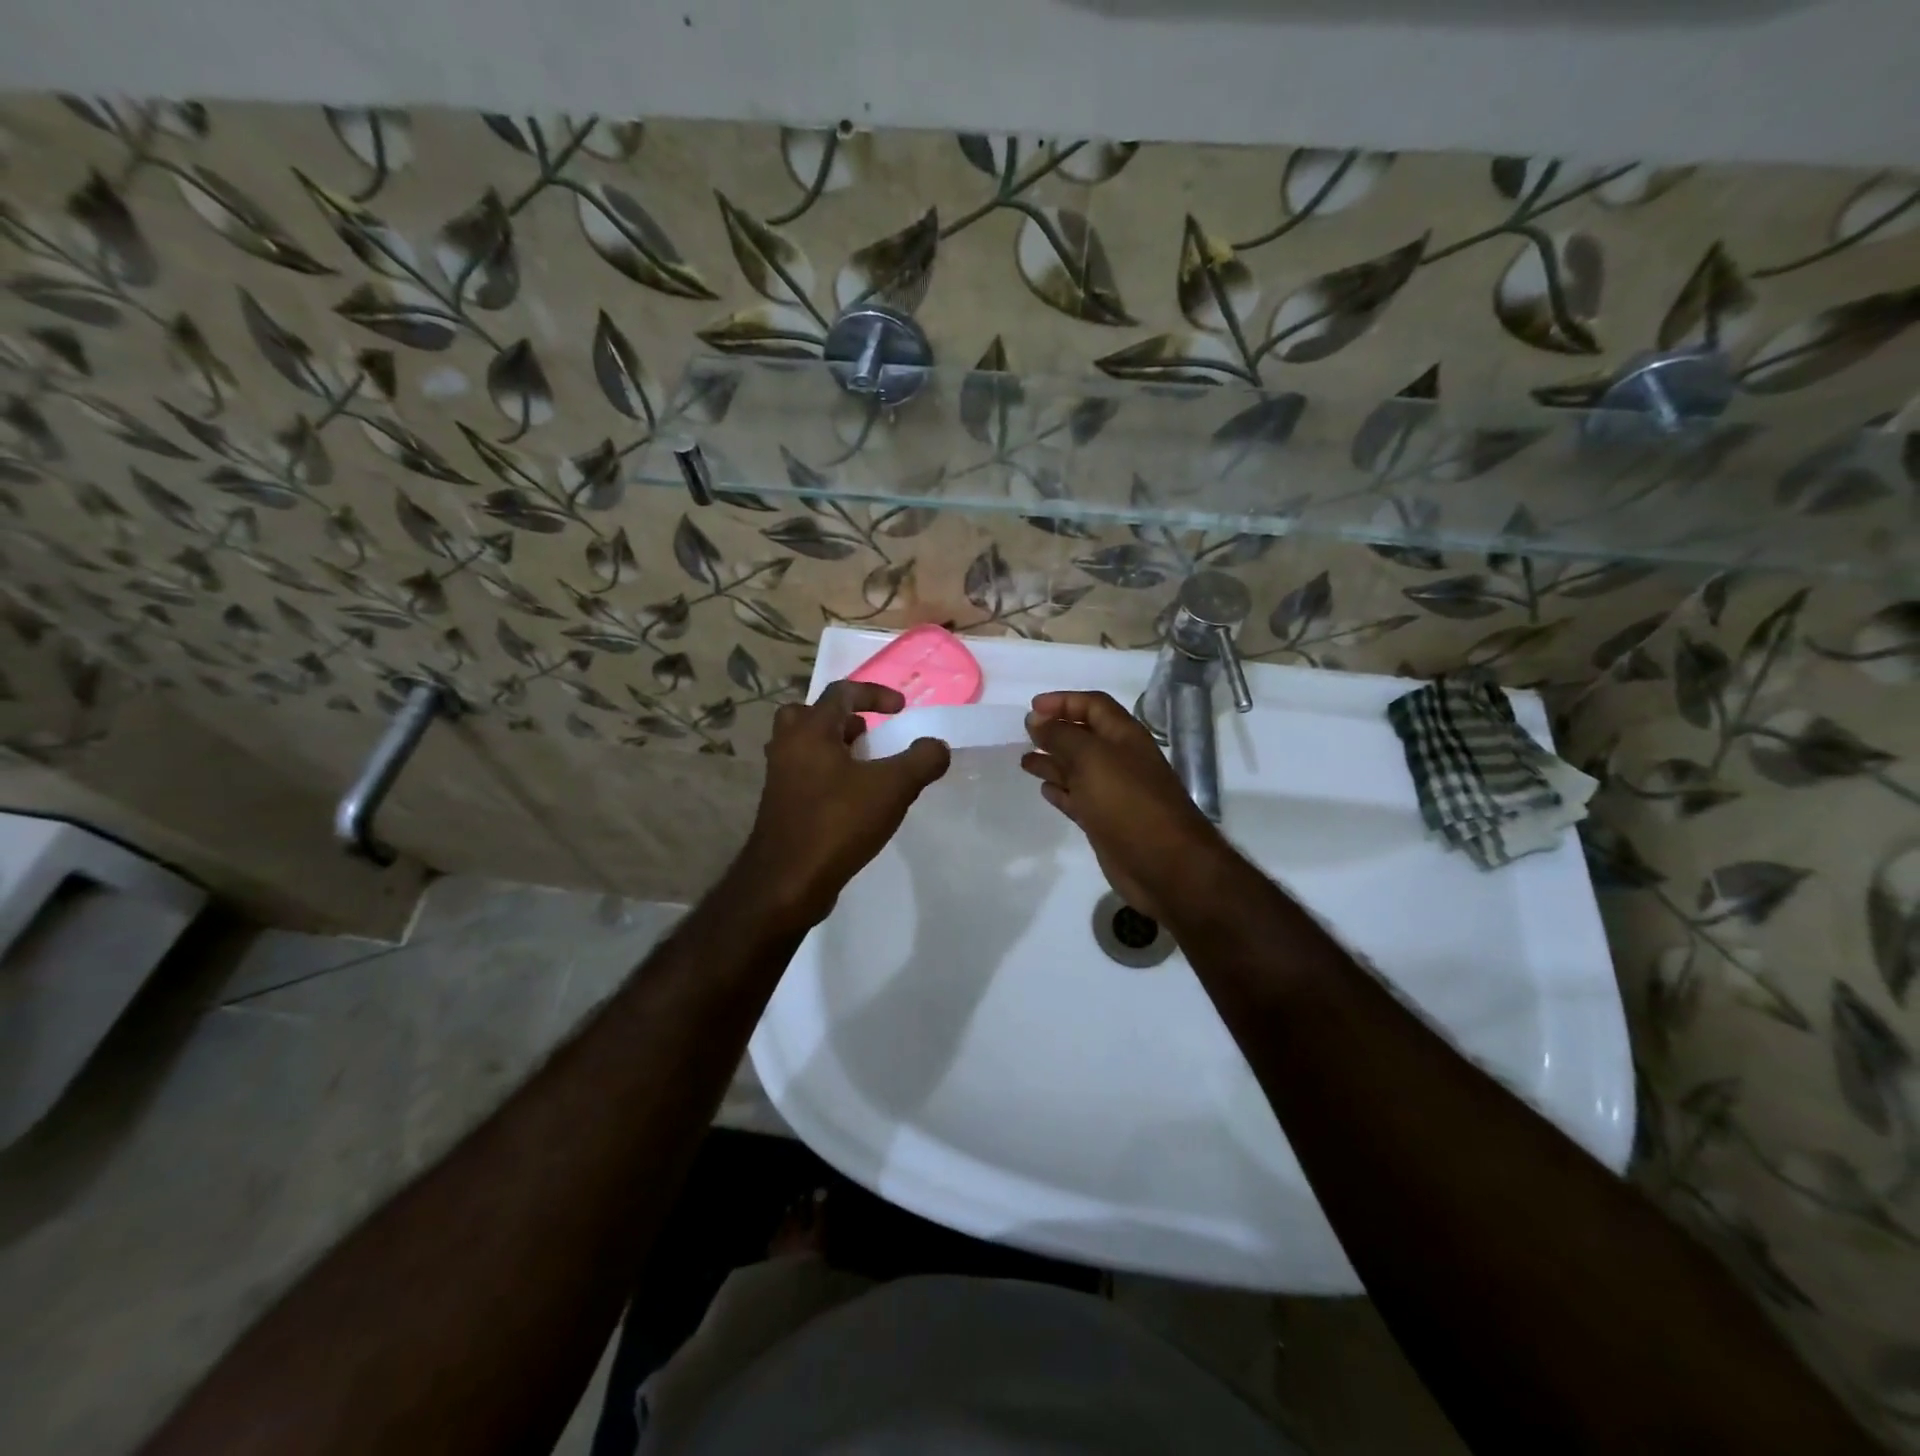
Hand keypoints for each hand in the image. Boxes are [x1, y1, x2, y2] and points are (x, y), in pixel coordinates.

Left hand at [737, 680, 951, 930]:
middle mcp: (788, 747)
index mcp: (811, 731)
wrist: (787, 881)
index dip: (875, 694)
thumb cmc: (838, 823)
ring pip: (805, 746)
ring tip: (866, 767)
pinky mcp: (780, 806)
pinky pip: (804, 774)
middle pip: (810, 714)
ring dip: (835, 747)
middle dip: (843, 719)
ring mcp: (779, 778)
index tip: (901, 709)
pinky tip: (853, 800)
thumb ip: (921, 760)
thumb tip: (937, 746)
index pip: (841, 692)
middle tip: (868, 735)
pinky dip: (827, 774)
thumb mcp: (893, 788)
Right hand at [1021, 690, 1232, 922]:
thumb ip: (1062, 736)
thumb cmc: (1128, 802)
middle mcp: (1119, 760)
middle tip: (1025, 734)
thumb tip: (1036, 719)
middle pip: (1084, 737)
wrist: (1165, 865)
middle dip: (1055, 732)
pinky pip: (1078, 799)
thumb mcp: (1092, 759)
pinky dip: (1060, 792)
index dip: (1064, 701)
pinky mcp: (1105, 822)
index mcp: (1124, 737)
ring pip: (1077, 769)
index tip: (1032, 708)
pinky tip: (1044, 790)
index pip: (1093, 706)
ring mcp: (1113, 793)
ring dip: (1052, 762)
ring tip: (1025, 762)